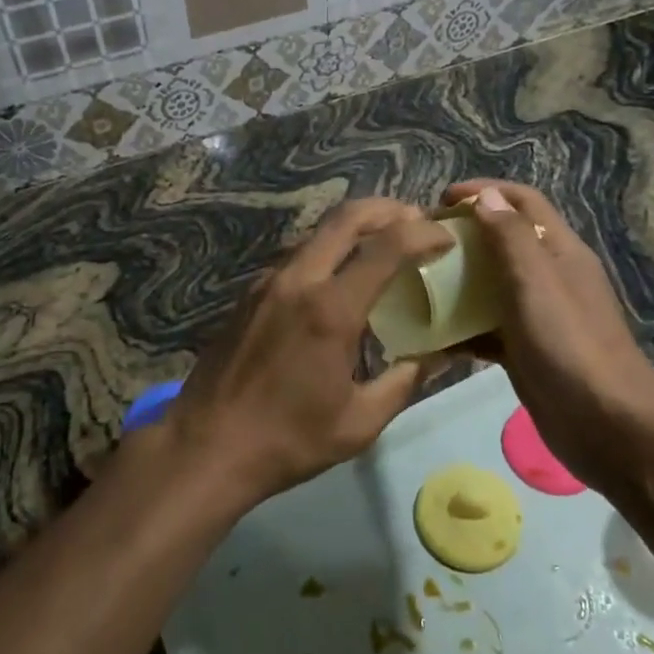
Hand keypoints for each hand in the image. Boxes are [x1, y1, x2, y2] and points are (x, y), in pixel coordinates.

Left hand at [162, 198, 454, 505]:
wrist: (207, 444)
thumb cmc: (289, 440)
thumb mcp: (360, 422)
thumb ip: (404, 380)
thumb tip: (439, 355)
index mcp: (331, 309)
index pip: (387, 247)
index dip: (423, 233)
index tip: (446, 238)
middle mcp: (298, 280)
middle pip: (345, 218)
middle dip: (387, 209)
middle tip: (415, 218)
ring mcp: (267, 282)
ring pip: (317, 233)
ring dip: (354, 228)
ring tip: (382, 244)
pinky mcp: (249, 293)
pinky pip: (296, 256)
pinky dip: (327, 251)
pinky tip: (338, 278)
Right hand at [442, 181, 653, 493]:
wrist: (608, 426)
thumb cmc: (570, 344)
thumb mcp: (536, 282)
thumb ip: (510, 237)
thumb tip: (486, 196)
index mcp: (560, 251)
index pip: (522, 202)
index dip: (484, 191)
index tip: (440, 200)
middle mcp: (550, 276)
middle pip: (503, 240)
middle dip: (464, 235)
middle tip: (421, 243)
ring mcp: (538, 315)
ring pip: (491, 284)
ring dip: (457, 280)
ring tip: (416, 283)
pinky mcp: (525, 350)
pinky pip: (487, 327)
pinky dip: (461, 327)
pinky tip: (429, 336)